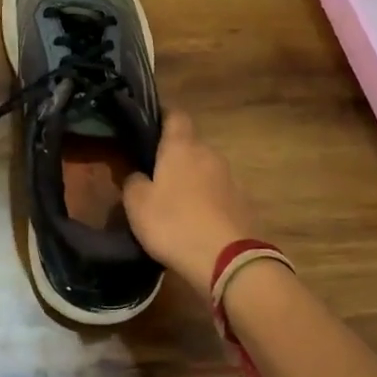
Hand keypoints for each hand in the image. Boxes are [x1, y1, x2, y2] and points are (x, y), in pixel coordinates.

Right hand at [122, 111, 255, 291]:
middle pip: (190, 145)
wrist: (229, 262)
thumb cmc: (175, 223)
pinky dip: (206, 201)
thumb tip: (138, 174)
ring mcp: (230, 178)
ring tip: (174, 202)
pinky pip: (218, 194)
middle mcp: (209, 154)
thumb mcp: (137, 204)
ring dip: (191, 180)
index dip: (162, 115)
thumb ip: (133, 182)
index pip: (175, 114)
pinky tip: (195, 222)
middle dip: (174, 155)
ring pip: (205, 170)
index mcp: (182, 146)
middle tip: (155, 173)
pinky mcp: (243, 203)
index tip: (148, 124)